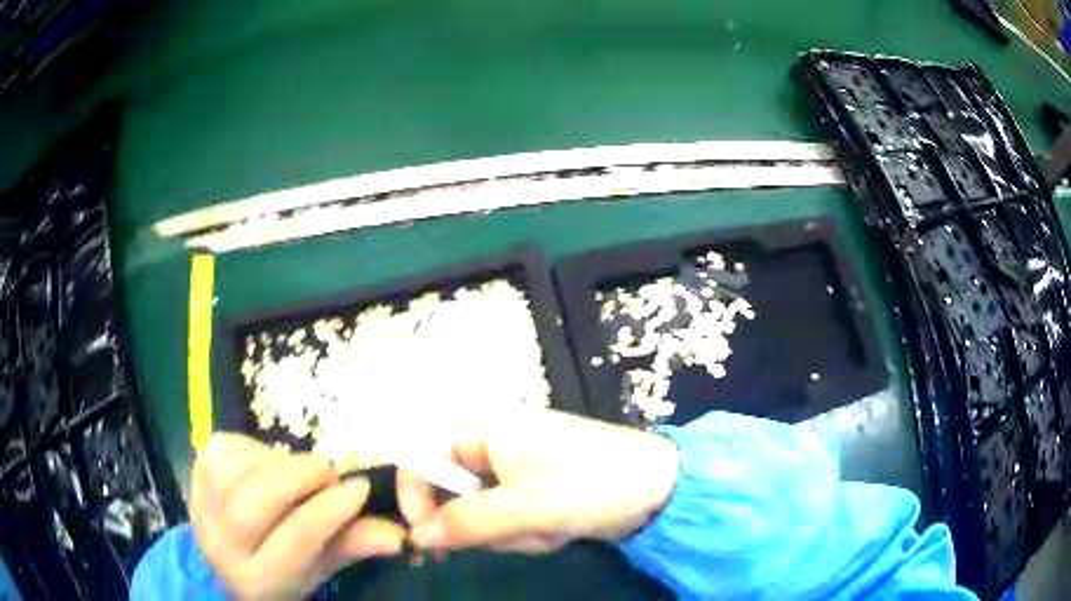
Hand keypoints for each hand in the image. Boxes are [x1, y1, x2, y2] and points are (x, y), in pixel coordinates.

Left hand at [189, 433, 406, 599]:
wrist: (229, 559)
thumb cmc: (283, 572)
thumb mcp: (321, 567)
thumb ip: (352, 546)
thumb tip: (398, 534)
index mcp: (258, 581)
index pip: (295, 538)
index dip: (329, 509)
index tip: (360, 488)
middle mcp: (219, 546)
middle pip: (256, 500)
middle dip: (300, 477)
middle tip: (328, 473)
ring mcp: (199, 508)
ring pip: (238, 470)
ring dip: (276, 462)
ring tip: (298, 471)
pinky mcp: (192, 478)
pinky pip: (224, 451)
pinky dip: (253, 449)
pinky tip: (267, 463)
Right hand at [397, 407, 678, 553]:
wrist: (657, 487)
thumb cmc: (589, 484)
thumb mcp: (524, 507)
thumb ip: (465, 522)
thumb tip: (417, 536)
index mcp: (482, 429)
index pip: (422, 457)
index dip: (416, 497)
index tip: (427, 538)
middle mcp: (492, 444)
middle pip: (453, 493)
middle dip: (486, 525)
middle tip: (521, 532)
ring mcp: (514, 468)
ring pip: (482, 514)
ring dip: (513, 532)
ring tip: (551, 528)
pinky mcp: (533, 489)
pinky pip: (509, 520)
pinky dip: (529, 532)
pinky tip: (561, 528)